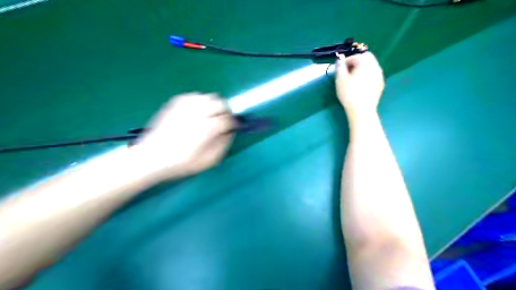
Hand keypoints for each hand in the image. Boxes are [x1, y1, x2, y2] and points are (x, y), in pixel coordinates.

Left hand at [134, 93, 236, 178]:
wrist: (153, 156)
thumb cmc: (182, 162)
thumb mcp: (207, 161)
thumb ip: (223, 145)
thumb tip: (230, 133)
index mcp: (208, 129)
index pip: (228, 119)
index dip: (233, 123)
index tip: (233, 127)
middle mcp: (198, 114)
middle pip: (220, 103)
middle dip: (225, 111)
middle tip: (222, 120)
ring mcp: (185, 107)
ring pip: (208, 97)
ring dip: (213, 105)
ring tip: (210, 115)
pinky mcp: (175, 104)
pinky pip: (193, 95)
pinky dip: (199, 101)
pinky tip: (197, 111)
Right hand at [337, 51, 384, 118]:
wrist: (362, 110)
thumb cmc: (349, 93)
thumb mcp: (340, 79)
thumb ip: (339, 67)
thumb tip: (339, 60)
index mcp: (365, 62)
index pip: (355, 56)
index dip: (345, 61)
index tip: (339, 69)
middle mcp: (375, 65)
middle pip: (366, 58)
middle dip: (356, 62)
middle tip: (347, 72)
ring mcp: (380, 75)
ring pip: (370, 67)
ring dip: (362, 69)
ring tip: (353, 79)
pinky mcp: (381, 84)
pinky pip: (373, 75)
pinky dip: (367, 76)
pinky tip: (361, 86)